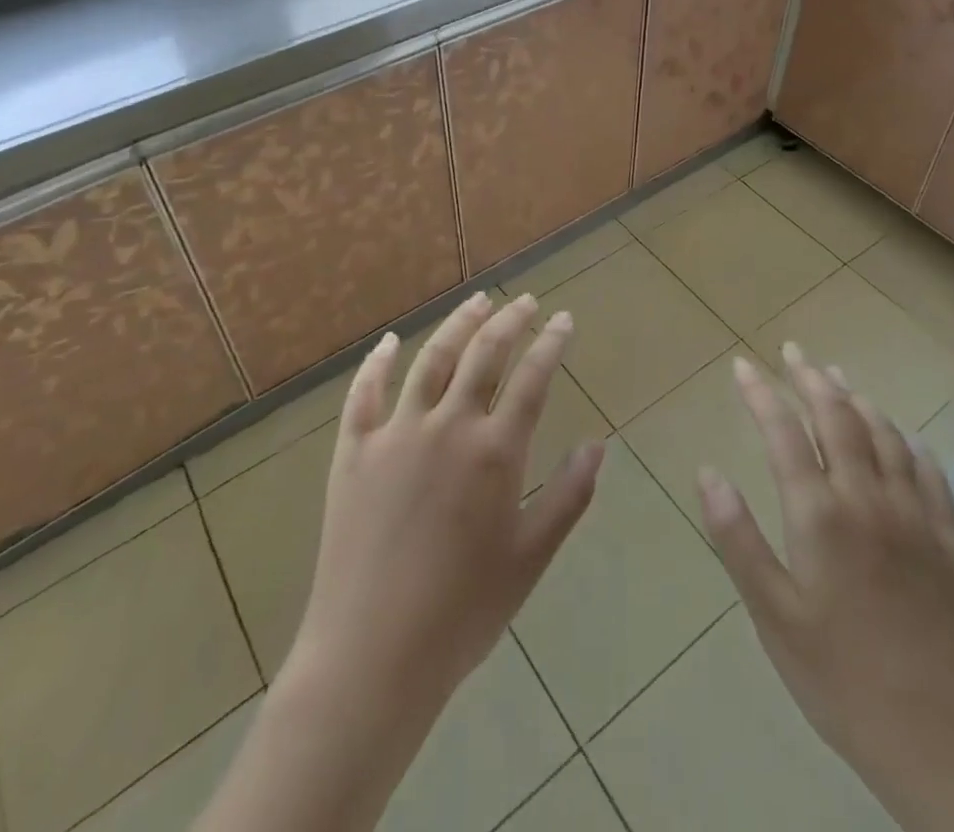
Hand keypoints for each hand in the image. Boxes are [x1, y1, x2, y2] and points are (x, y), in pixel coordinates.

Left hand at [196, 293, 603, 831]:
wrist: (373, 653)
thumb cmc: (463, 611)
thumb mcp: (530, 557)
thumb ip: (568, 496)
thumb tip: (598, 446)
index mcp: (495, 452)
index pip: (532, 378)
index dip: (551, 343)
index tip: (564, 319)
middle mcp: (448, 426)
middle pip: (483, 354)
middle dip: (510, 320)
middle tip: (526, 300)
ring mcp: (396, 433)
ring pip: (431, 359)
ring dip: (458, 324)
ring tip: (478, 301)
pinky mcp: (354, 450)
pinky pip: (364, 393)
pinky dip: (378, 362)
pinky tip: (390, 341)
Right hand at [697, 345, 953, 831]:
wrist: (944, 742)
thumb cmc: (842, 679)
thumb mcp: (773, 615)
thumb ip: (736, 538)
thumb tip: (708, 472)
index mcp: (820, 515)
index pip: (783, 432)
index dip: (761, 393)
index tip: (743, 366)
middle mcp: (868, 499)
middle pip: (838, 418)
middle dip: (811, 379)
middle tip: (794, 352)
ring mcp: (916, 517)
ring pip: (886, 435)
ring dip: (858, 400)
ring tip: (839, 378)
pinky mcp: (950, 543)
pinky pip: (932, 475)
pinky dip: (911, 444)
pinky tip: (905, 437)